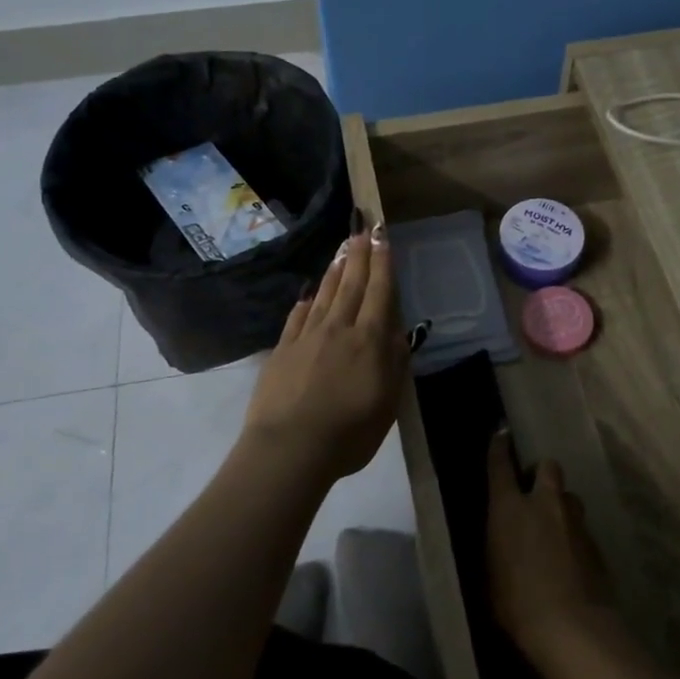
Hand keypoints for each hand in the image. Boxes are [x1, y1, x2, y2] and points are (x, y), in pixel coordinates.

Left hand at [243, 212, 406, 481]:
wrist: (290, 448)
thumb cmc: (349, 433)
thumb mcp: (388, 403)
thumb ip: (394, 363)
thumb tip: (397, 331)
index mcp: (369, 340)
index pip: (379, 292)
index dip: (382, 263)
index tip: (382, 236)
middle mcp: (339, 329)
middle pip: (351, 285)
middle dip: (359, 256)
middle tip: (362, 230)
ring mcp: (307, 337)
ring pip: (325, 295)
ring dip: (336, 270)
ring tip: (342, 250)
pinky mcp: (283, 351)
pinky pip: (297, 317)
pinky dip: (307, 302)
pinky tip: (309, 294)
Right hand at [486, 431, 616, 662]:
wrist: (571, 627)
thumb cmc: (515, 603)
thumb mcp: (490, 573)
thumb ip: (497, 546)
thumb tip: (502, 538)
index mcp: (509, 508)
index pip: (500, 465)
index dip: (500, 448)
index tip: (502, 434)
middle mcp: (544, 504)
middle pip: (548, 467)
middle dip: (542, 474)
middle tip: (535, 492)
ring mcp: (575, 521)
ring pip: (570, 497)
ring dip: (562, 507)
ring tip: (556, 530)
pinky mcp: (596, 544)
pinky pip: (582, 529)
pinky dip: (575, 537)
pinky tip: (571, 561)